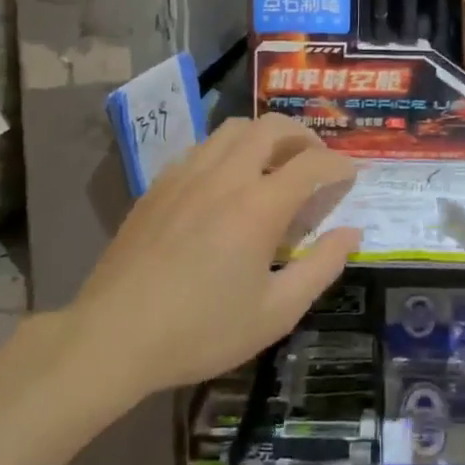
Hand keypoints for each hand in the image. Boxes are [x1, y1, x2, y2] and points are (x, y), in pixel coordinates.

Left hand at [74, 114, 361, 394]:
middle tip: (316, 160)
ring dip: (265, 136)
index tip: (350, 176)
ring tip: (275, 163)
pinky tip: (227, 181)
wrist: (113, 337)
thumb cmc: (201, 331)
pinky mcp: (159, 183)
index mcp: (259, 205)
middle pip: (272, 127)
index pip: (312, 164)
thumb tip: (351, 232)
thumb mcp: (276, 312)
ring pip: (234, 129)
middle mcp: (226, 175)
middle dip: (304, 135)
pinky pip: (203, 147)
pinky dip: (229, 150)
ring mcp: (187, 174)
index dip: (339, 165)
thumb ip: (322, 267)